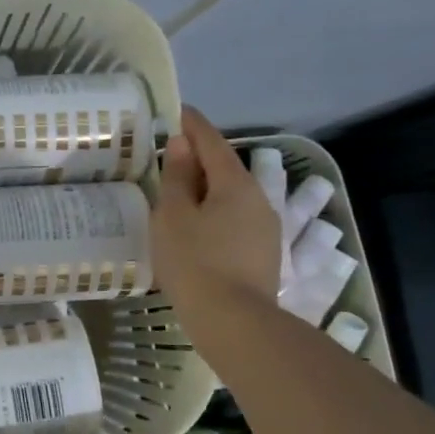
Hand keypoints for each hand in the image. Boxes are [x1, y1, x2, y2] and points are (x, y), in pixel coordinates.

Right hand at [152, 106, 280, 345]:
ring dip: (206, 189)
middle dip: (198, 159)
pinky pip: (234, 219)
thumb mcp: (173, 215)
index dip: (193, 124)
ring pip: (231, 196)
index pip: (212, 141)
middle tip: (169, 155)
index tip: (177, 111)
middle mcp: (258, 199)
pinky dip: (213, 213)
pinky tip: (196, 228)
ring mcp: (265, 228)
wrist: (234, 322)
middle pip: (224, 168)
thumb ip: (177, 177)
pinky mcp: (263, 253)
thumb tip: (182, 144)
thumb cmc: (195, 262)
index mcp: (235, 183)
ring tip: (177, 194)